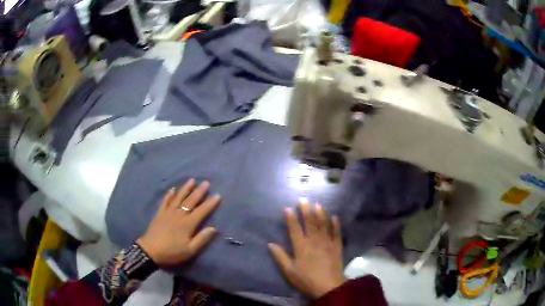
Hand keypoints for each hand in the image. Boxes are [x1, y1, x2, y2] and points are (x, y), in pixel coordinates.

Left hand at [137, 179, 220, 265]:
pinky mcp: (160, 213)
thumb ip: (201, 239)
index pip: (201, 211)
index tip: (218, 195)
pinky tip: (172, 189)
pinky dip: (169, 194)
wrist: (151, 251)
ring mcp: (168, 212)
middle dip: (199, 192)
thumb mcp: (190, 250)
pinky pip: (165, 201)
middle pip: (190, 201)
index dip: (210, 203)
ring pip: (178, 198)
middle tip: (206, 182)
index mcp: (188, 224)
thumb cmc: (172, 252)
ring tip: (192, 180)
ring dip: (185, 189)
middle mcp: (179, 215)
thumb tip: (213, 228)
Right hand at [268, 198, 346, 297]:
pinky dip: (336, 224)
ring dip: (320, 214)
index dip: (291, 218)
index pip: (295, 229)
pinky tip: (335, 217)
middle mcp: (314, 241)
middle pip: (310, 223)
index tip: (287, 208)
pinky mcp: (337, 246)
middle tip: (303, 199)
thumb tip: (270, 244)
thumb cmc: (306, 279)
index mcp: (301, 247)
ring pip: (323, 225)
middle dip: (306, 210)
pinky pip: (337, 232)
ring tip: (317, 204)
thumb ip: (280, 257)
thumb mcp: (289, 271)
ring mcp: (327, 242)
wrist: (329, 286)